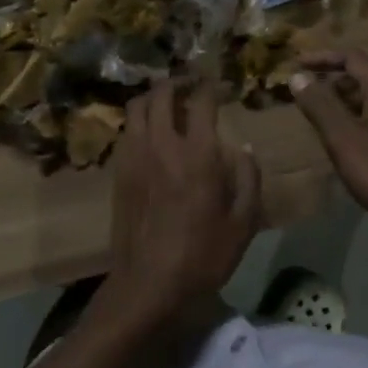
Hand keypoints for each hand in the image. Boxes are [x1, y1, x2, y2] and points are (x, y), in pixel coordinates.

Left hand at [104, 81, 260, 322]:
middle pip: (161, 94)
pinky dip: (140, 121)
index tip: (220, 85)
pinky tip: (151, 134)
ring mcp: (134, 157)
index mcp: (197, 154)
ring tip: (168, 103)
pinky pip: (127, 131)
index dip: (211, 86)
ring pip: (137, 108)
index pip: (201, 101)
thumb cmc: (203, 256)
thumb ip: (248, 179)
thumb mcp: (243, 223)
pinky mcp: (119, 172)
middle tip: (191, 86)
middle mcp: (162, 145)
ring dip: (154, 98)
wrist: (148, 285)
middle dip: (177, 83)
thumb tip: (245, 148)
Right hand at [290, 50, 367, 236]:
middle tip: (319, 81)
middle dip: (343, 68)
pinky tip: (354, 123)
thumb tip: (298, 78)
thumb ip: (319, 105)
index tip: (298, 64)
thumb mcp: (341, 139)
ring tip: (330, 102)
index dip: (324, 57)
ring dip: (356, 85)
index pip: (354, 58)